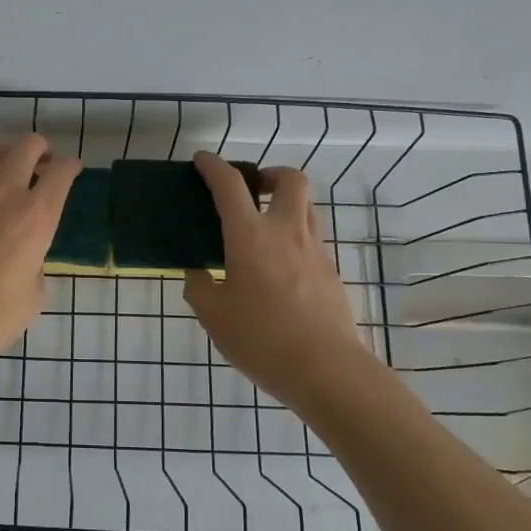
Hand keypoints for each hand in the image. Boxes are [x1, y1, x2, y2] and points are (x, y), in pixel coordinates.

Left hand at [0, 134, 80, 376]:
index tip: (70, 171)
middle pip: (27, 145)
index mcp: (38, 217)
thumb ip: (35, 262)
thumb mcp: (34, 294)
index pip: (62, 171)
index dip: (70, 166)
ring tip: (1, 169)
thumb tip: (25, 255)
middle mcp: (5, 194)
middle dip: (39, 149)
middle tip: (39, 165)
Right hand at [183, 151, 371, 410]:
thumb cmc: (261, 339)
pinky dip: (294, 236)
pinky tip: (278, 267)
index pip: (230, 186)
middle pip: (290, 179)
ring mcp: (315, 250)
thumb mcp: (214, 316)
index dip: (213, 167)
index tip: (202, 161)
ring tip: (264, 228)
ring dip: (285, 203)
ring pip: (307, 206)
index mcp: (250, 236)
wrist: (326, 370)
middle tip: (252, 191)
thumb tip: (198, 273)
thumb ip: (199, 287)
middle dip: (269, 174)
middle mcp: (286, 231)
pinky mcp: (331, 271)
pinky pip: (312, 238)